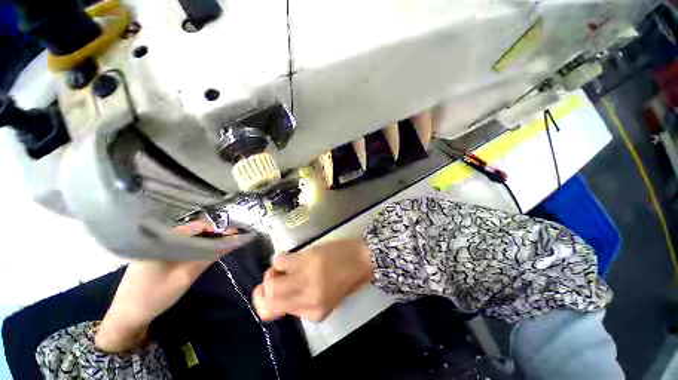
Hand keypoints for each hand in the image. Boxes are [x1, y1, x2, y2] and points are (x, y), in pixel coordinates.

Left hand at [95, 221, 235, 351]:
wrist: (125, 318)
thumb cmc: (155, 297)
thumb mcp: (185, 277)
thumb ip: (209, 256)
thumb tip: (232, 242)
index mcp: (162, 241)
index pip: (196, 226)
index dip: (217, 229)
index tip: (233, 235)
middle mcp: (157, 239)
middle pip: (191, 230)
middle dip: (212, 235)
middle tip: (228, 242)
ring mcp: (153, 246)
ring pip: (185, 237)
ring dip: (203, 241)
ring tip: (217, 248)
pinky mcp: (153, 254)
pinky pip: (177, 244)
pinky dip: (192, 247)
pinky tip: (198, 254)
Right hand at [253, 238, 374, 321]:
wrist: (363, 258)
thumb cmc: (348, 279)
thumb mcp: (329, 300)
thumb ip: (304, 303)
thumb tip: (283, 296)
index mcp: (314, 311)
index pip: (273, 313)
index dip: (264, 303)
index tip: (267, 294)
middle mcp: (307, 298)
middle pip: (269, 298)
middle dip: (264, 288)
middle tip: (273, 278)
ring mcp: (306, 277)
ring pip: (272, 280)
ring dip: (272, 273)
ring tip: (282, 268)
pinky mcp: (307, 258)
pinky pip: (281, 260)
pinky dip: (280, 260)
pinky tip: (289, 258)